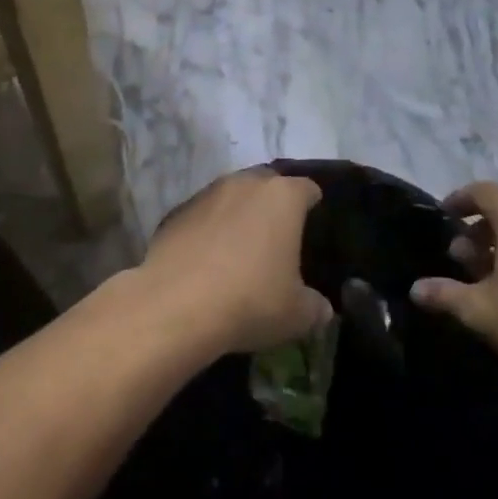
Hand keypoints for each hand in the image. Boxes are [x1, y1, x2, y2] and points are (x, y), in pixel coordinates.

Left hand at [139, 169, 331, 355]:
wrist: (176, 304)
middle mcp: (244, 183)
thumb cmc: (250, 299)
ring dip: (239, 214)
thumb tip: (322, 309)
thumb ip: (316, 307)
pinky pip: (202, 215)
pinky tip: (208, 260)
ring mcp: (206, 194)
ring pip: (231, 196)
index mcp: (282, 197)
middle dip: (274, 204)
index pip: (307, 189)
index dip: (313, 205)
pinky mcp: (176, 212)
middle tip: (279, 236)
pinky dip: (209, 230)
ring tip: (241, 248)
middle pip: (267, 184)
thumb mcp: (297, 314)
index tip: (314, 226)